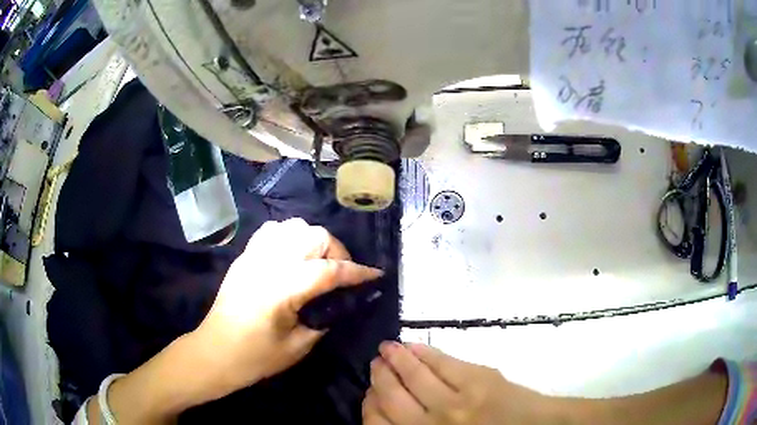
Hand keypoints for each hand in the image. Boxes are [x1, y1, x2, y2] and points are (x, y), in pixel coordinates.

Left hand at [192, 219, 382, 400]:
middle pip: (315, 236)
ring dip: (314, 241)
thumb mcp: (298, 347)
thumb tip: (341, 302)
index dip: (358, 272)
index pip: (330, 271)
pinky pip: (273, 231)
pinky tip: (293, 256)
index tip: (376, 276)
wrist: (215, 352)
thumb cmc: (255, 357)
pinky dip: (290, 237)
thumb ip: (324, 319)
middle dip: (337, 252)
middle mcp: (268, 263)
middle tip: (342, 275)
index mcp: (282, 289)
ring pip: (294, 226)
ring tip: (318, 263)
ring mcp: (254, 255)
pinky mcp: (245, 256)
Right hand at [363, 342, 550, 424]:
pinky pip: (442, 362)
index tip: (369, 393)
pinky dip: (425, 352)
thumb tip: (390, 409)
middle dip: (379, 378)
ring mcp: (455, 402)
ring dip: (396, 359)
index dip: (369, 405)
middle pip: (391, 397)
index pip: (378, 423)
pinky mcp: (477, 380)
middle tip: (376, 364)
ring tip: (387, 348)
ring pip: (413, 376)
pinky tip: (414, 346)